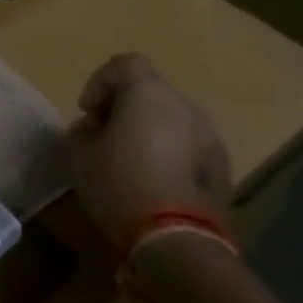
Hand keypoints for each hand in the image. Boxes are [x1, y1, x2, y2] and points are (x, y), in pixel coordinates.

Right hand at [63, 53, 230, 248]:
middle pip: (151, 92)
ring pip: (172, 120)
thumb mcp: (80, 156)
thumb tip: (90, 130)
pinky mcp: (223, 169)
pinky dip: (170, 153)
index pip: (125, 64)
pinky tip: (153, 180)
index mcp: (149, 94)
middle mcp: (186, 107)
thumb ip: (82, 133)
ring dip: (149, 131)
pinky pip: (188, 147)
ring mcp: (210, 138)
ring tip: (129, 161)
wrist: (175, 238)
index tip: (87, 112)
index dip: (100, 82)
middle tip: (104, 136)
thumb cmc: (120, 184)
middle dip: (124, 108)